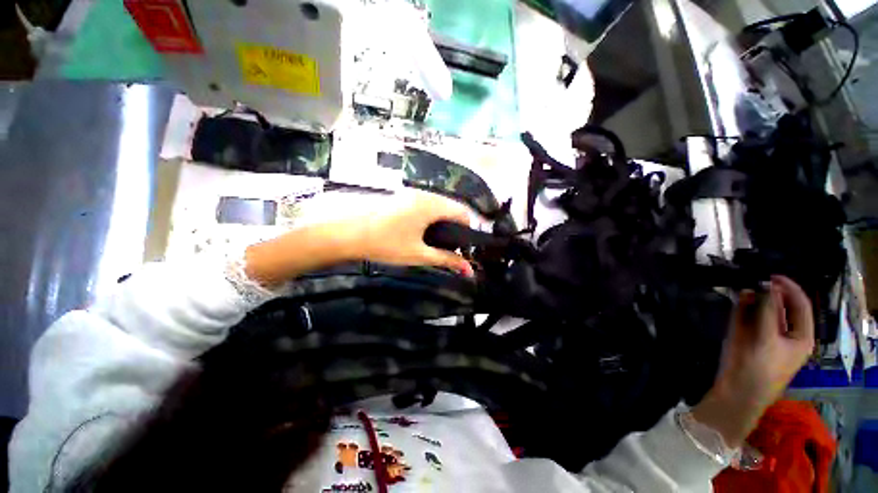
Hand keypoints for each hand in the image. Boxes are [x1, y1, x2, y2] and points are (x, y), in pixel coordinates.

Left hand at [245, 191, 472, 287]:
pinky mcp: (402, 196)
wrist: (348, 234)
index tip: (463, 247)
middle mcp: (424, 194)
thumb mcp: (419, 254)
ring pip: (438, 205)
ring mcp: (411, 193)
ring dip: (442, 222)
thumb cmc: (386, 244)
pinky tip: (421, 232)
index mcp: (431, 205)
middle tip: (449, 247)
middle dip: (455, 227)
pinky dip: (430, 217)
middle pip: (451, 207)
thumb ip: (447, 260)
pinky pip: (425, 204)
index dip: (468, 230)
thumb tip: (469, 270)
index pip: (463, 212)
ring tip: (435, 242)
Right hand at [693, 275, 813, 446]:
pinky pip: (746, 314)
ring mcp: (763, 333)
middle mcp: (784, 331)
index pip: (800, 305)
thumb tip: (766, 284)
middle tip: (754, 277)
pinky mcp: (745, 334)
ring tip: (745, 284)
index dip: (789, 288)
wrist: (736, 391)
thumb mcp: (767, 339)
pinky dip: (743, 304)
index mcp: (800, 336)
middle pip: (780, 305)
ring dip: (754, 296)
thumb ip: (766, 311)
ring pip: (761, 308)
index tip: (772, 275)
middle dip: (769, 291)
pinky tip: (739, 295)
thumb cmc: (760, 368)